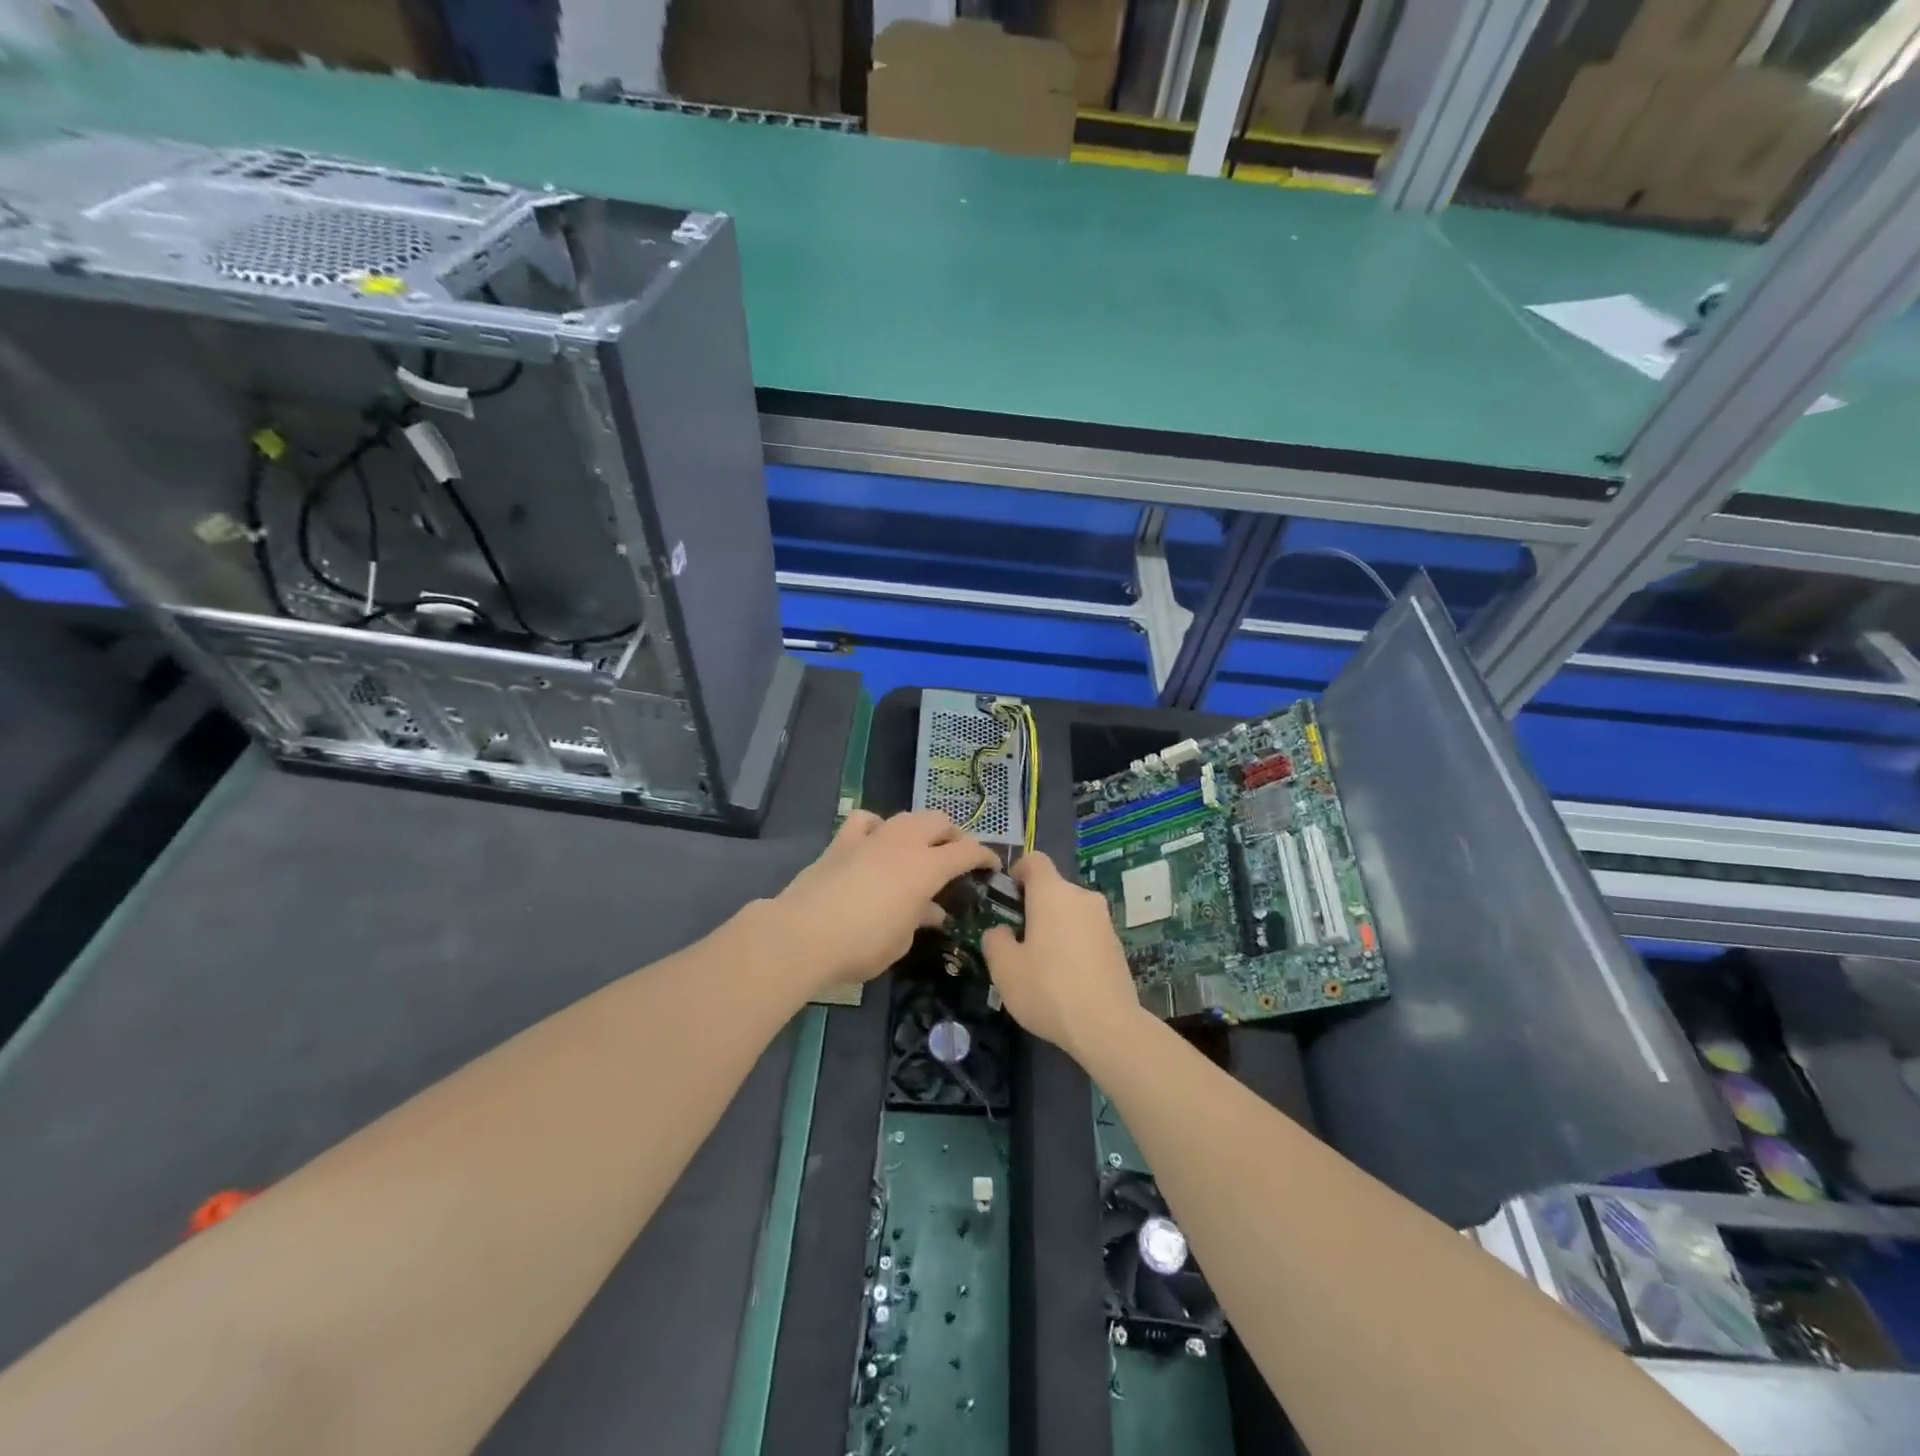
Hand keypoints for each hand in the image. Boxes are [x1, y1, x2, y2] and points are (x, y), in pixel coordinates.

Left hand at [768, 809, 998, 992]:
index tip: (991, 865)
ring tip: (920, 847)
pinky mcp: (842, 841)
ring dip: (920, 828)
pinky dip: (877, 826)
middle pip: (938, 822)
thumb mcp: (902, 940)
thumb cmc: (862, 944)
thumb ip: (920, 918)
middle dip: (953, 835)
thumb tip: (931, 910)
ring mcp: (871, 837)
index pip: (967, 851)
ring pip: (906, 816)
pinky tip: (875, 840)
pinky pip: (866, 821)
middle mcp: (903, 843)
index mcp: (926, 867)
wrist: (804, 934)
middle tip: (955, 856)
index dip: (984, 855)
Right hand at [981, 852, 1140, 1058]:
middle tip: (1018, 941)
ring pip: (1071, 912)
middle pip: (1053, 889)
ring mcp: (1104, 921)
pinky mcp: (1117, 944)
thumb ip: (995, 940)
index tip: (1008, 897)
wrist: (1107, 1026)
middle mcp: (1082, 897)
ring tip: (1042, 965)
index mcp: (1052, 893)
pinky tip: (1067, 979)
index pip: (1034, 860)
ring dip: (1055, 927)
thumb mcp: (1004, 968)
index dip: (1017, 872)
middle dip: (1034, 907)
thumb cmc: (1048, 989)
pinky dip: (1074, 945)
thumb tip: (1002, 931)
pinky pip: (1087, 933)